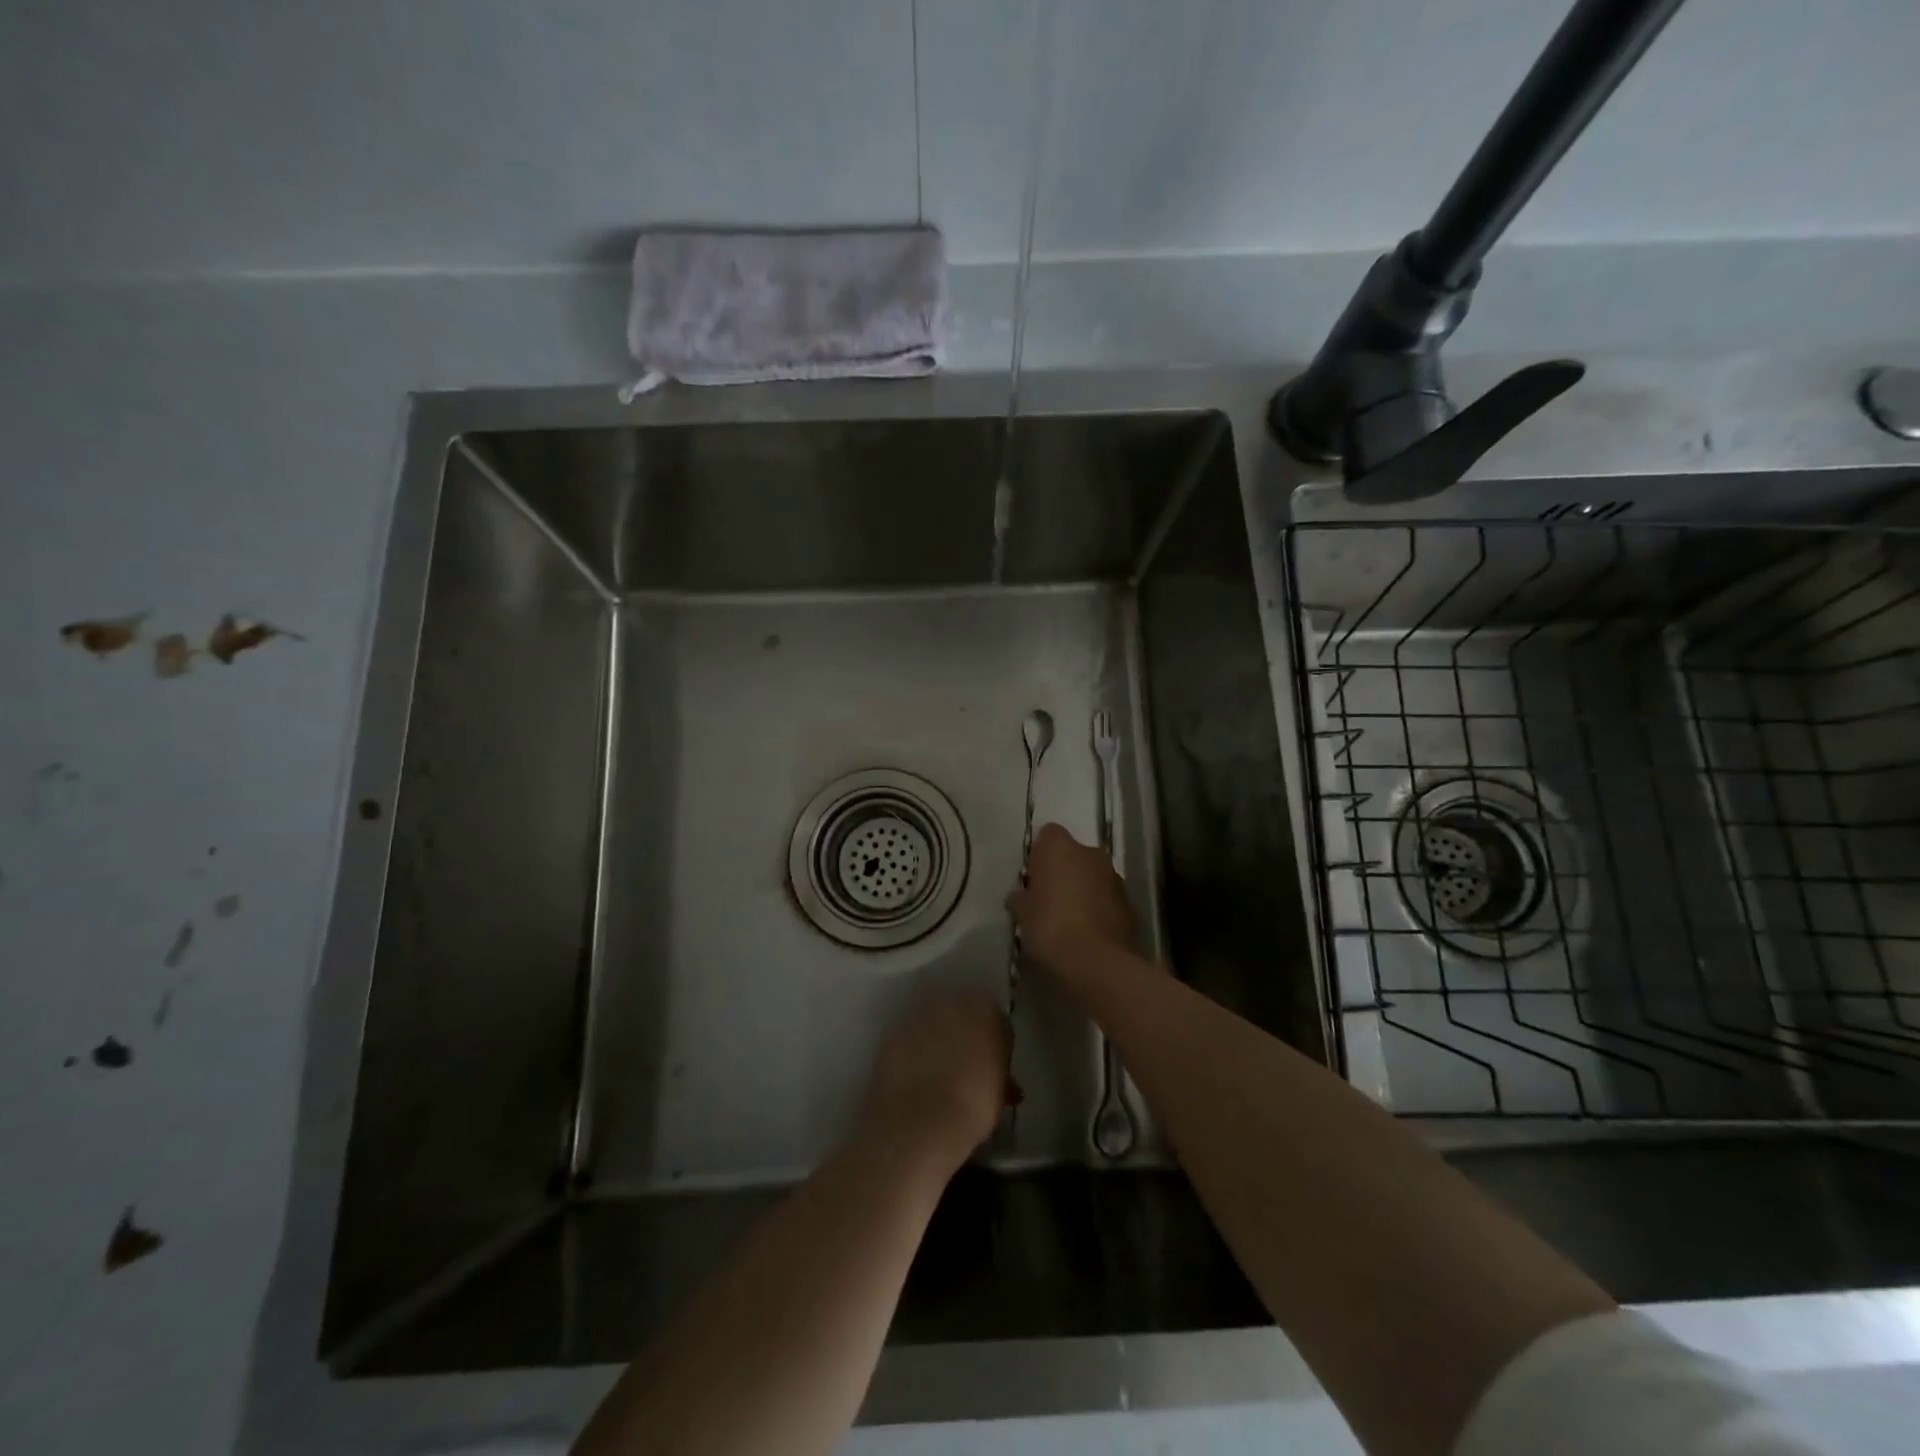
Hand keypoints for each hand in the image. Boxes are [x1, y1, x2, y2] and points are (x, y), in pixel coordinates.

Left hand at [861, 991, 1011, 1167]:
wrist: (922, 1122)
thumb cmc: (974, 1106)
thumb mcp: (1000, 1092)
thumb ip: (1001, 1074)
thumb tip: (1001, 1078)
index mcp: (986, 1011)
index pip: (996, 1018)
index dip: (995, 1042)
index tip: (993, 1064)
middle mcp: (951, 1004)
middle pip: (961, 1014)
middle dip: (964, 1035)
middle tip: (966, 1067)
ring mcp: (919, 1017)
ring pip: (933, 1024)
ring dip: (937, 1041)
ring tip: (938, 1075)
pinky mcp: (893, 1035)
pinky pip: (909, 1041)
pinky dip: (913, 1054)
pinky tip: (915, 1079)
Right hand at [1006, 822, 1137, 978]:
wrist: (1097, 961)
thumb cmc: (1050, 927)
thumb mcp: (1023, 915)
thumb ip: (1021, 899)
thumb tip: (1019, 897)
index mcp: (1060, 848)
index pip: (1048, 835)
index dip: (1040, 854)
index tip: (1033, 877)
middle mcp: (1090, 853)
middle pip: (1073, 854)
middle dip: (1063, 871)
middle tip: (1048, 898)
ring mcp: (1114, 877)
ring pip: (1093, 875)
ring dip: (1083, 889)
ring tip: (1069, 919)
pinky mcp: (1129, 902)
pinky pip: (1107, 897)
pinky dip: (1099, 907)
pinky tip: (1087, 932)